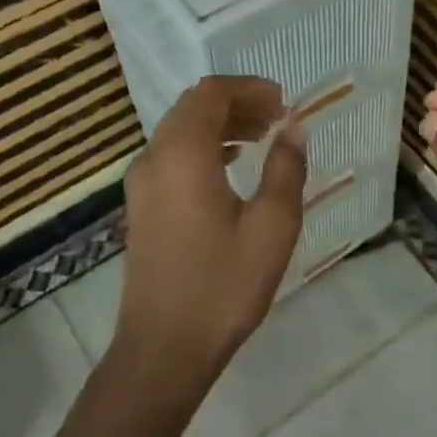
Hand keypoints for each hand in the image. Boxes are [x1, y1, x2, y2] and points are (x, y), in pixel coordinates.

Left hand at [117, 76, 307, 376]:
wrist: (163, 348)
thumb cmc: (223, 285)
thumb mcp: (272, 227)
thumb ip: (286, 169)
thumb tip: (294, 129)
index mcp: (183, 154)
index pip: (211, 93)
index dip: (249, 88)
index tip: (284, 103)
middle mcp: (154, 158)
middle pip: (193, 107)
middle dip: (237, 103)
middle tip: (278, 119)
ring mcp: (142, 183)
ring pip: (181, 131)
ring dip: (221, 125)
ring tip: (263, 138)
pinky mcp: (141, 206)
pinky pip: (172, 155)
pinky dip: (204, 147)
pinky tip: (232, 166)